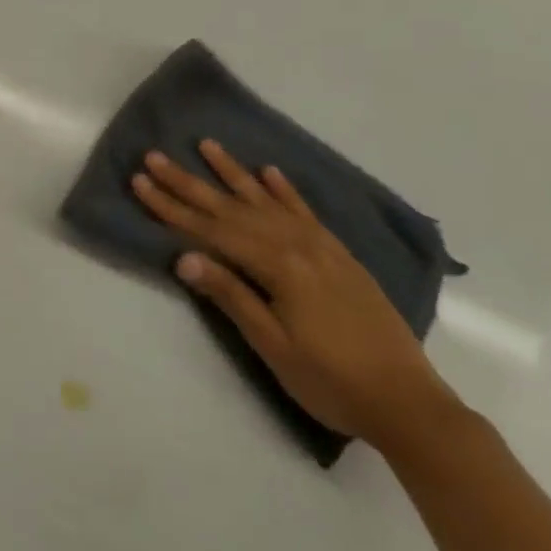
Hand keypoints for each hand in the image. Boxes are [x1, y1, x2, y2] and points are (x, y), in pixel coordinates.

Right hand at [131, 139, 460, 450]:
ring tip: (207, 145)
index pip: (210, 229)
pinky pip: (306, 212)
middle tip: (155, 157)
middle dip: (188, 183)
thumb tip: (184, 257)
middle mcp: (296, 245)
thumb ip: (231, 296)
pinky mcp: (340, 256)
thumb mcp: (274, 347)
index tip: (140, 182)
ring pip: (265, 201)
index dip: (171, 207)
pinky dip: (285, 190)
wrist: (411, 405)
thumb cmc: (333, 382)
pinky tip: (269, 172)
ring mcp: (321, 247)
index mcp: (277, 266)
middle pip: (231, 208)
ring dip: (232, 173)